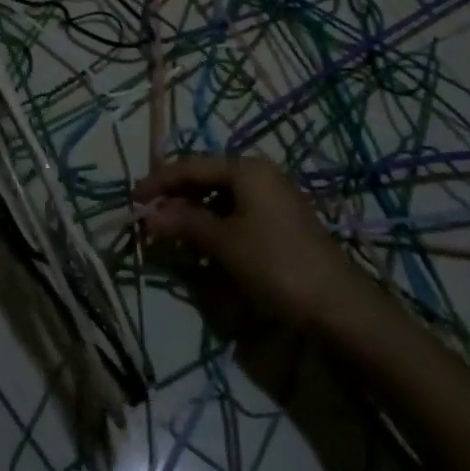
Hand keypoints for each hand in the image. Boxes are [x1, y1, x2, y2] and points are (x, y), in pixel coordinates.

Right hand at [133, 155, 371, 330]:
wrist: (337, 304)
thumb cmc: (275, 264)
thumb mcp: (224, 243)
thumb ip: (184, 223)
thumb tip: (148, 216)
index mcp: (246, 169)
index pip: (191, 166)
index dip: (159, 182)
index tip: (131, 199)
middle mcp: (260, 174)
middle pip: (206, 178)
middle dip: (176, 197)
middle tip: (148, 217)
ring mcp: (273, 196)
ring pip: (221, 196)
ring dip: (194, 212)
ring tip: (170, 232)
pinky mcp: (280, 220)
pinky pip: (237, 211)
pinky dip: (215, 223)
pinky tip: (202, 243)